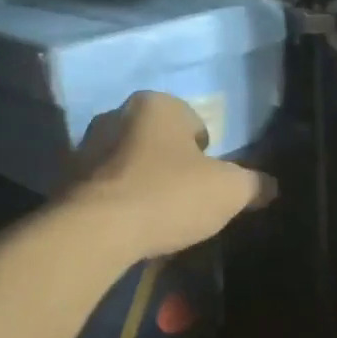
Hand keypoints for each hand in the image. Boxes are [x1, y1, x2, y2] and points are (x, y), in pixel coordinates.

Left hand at [65, 92, 276, 257]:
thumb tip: (271, 187)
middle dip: (172, 165)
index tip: (208, 182)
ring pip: (129, 163)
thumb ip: (254, 184)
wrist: (95, 233)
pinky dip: (118, 202)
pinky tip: (129, 227)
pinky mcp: (64, 181)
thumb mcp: (229, 191)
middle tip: (186, 199)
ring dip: (143, 183)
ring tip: (157, 217)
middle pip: (158, 141)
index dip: (207, 154)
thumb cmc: (168, 195)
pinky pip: (104, 188)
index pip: (193, 123)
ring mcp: (84, 147)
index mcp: (156, 104)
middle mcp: (116, 114)